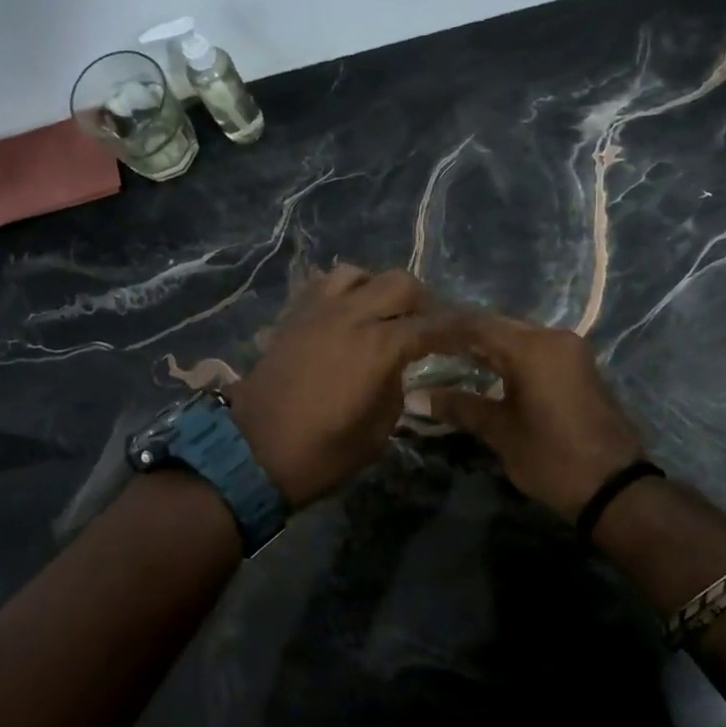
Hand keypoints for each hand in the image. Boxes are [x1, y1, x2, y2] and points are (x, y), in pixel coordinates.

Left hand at [227, 266, 465, 508]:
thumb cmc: (320, 453)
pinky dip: (342, 292)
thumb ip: (395, 389)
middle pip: (399, 283)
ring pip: (357, 273)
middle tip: (429, 324)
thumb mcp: (376, 432)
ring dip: (378, 288)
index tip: (473, 334)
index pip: (432, 325)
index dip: (458, 329)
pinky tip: (346, 314)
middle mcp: (350, 316)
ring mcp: (316, 312)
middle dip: (423, 301)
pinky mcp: (291, 317)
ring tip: (383, 314)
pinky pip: (321, 285)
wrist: (252, 453)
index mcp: (378, 347)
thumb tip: (396, 368)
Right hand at [426, 315, 646, 520]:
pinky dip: (508, 358)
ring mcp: (570, 351)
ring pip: (518, 338)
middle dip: (463, 336)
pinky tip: (485, 371)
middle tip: (428, 348)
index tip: (415, 336)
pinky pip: (535, 351)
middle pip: (499, 327)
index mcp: (533, 347)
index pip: (477, 325)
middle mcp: (554, 338)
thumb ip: (460, 407)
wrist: (615, 488)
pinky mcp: (578, 368)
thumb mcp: (501, 432)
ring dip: (486, 347)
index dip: (444, 330)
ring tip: (449, 358)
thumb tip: (417, 398)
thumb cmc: (552, 458)